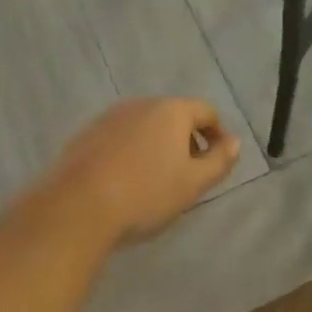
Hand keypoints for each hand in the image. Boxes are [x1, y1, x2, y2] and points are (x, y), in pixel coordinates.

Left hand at [39, 97, 240, 245]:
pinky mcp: (87, 134)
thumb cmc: (146, 194)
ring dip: (157, 146)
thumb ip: (219, 161)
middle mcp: (141, 104)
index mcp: (171, 111)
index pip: (206, 111)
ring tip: (156, 180)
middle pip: (174, 116)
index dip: (217, 134)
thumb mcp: (193, 184)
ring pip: (145, 126)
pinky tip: (125, 181)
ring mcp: (110, 117)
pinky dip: (130, 151)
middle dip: (186, 140)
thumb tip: (234, 142)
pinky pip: (120, 137)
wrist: (77, 207)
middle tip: (188, 174)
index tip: (218, 160)